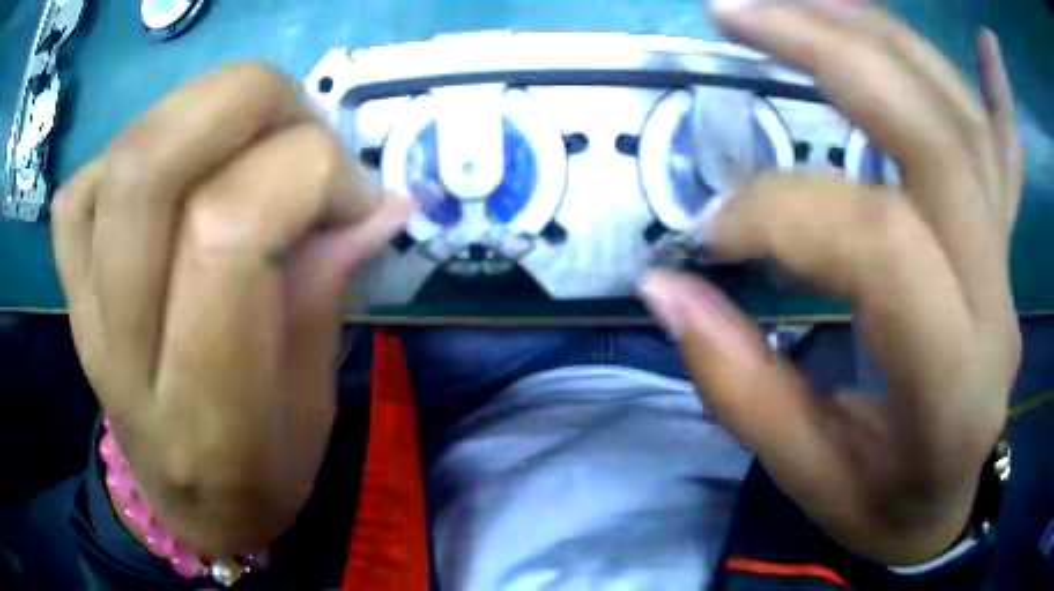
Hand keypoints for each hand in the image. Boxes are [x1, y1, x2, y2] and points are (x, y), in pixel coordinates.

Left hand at [52, 64, 413, 554]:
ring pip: (125, 151)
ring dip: (209, 109)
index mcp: (202, 413)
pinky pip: (89, 178)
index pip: (226, 231)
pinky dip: (143, 142)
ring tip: (255, 142)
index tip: (359, 196)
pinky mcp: (67, 279)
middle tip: (305, 133)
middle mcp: (123, 351)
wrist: (178, 502)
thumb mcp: (314, 409)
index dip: (308, 174)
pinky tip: (180, 174)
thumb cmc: (257, 477)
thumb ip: (325, 292)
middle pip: (152, 166)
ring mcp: (83, 308)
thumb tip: (377, 200)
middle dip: (252, 105)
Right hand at [641, 1, 1021, 563]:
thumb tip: (666, 290)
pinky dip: (996, 87)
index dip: (784, 215)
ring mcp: (1008, 265)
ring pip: (965, 120)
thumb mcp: (808, 477)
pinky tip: (987, 42)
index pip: (882, 250)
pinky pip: (1008, 152)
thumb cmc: (881, 507)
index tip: (708, 231)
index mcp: (951, 389)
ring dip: (883, 37)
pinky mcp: (1006, 249)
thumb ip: (740, 388)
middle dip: (833, 54)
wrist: (943, 508)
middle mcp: (996, 306)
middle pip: (937, 141)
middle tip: (738, 15)